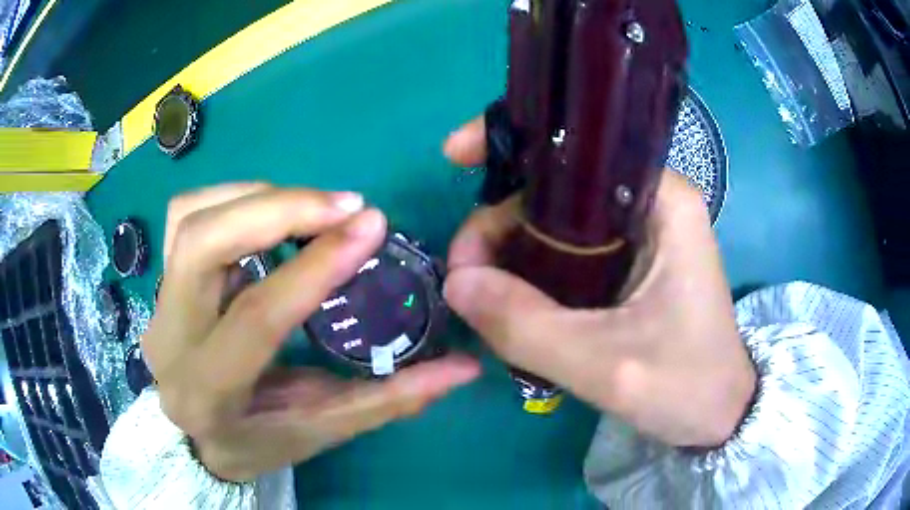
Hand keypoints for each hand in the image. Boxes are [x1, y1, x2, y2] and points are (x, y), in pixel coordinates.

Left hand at [145, 183, 479, 481]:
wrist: (193, 437)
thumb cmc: (258, 441)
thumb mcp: (324, 428)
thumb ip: (392, 398)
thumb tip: (465, 367)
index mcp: (210, 392)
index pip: (257, 315)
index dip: (315, 265)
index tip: (370, 226)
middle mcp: (171, 339)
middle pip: (203, 243)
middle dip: (278, 208)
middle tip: (344, 205)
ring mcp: (158, 302)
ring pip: (191, 216)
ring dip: (256, 196)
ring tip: (311, 207)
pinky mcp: (160, 279)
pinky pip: (187, 214)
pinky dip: (233, 198)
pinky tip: (269, 213)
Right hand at [441, 118, 754, 447]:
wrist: (718, 412)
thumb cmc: (685, 385)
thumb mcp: (604, 365)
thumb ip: (525, 326)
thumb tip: (454, 282)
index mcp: (662, 201)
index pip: (576, 150)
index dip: (511, 145)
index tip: (453, 157)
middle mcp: (650, 202)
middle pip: (555, 187)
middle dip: (499, 221)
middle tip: (464, 275)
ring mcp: (639, 232)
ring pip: (554, 220)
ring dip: (509, 249)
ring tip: (480, 294)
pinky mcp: (629, 261)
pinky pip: (565, 250)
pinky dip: (529, 269)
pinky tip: (508, 298)